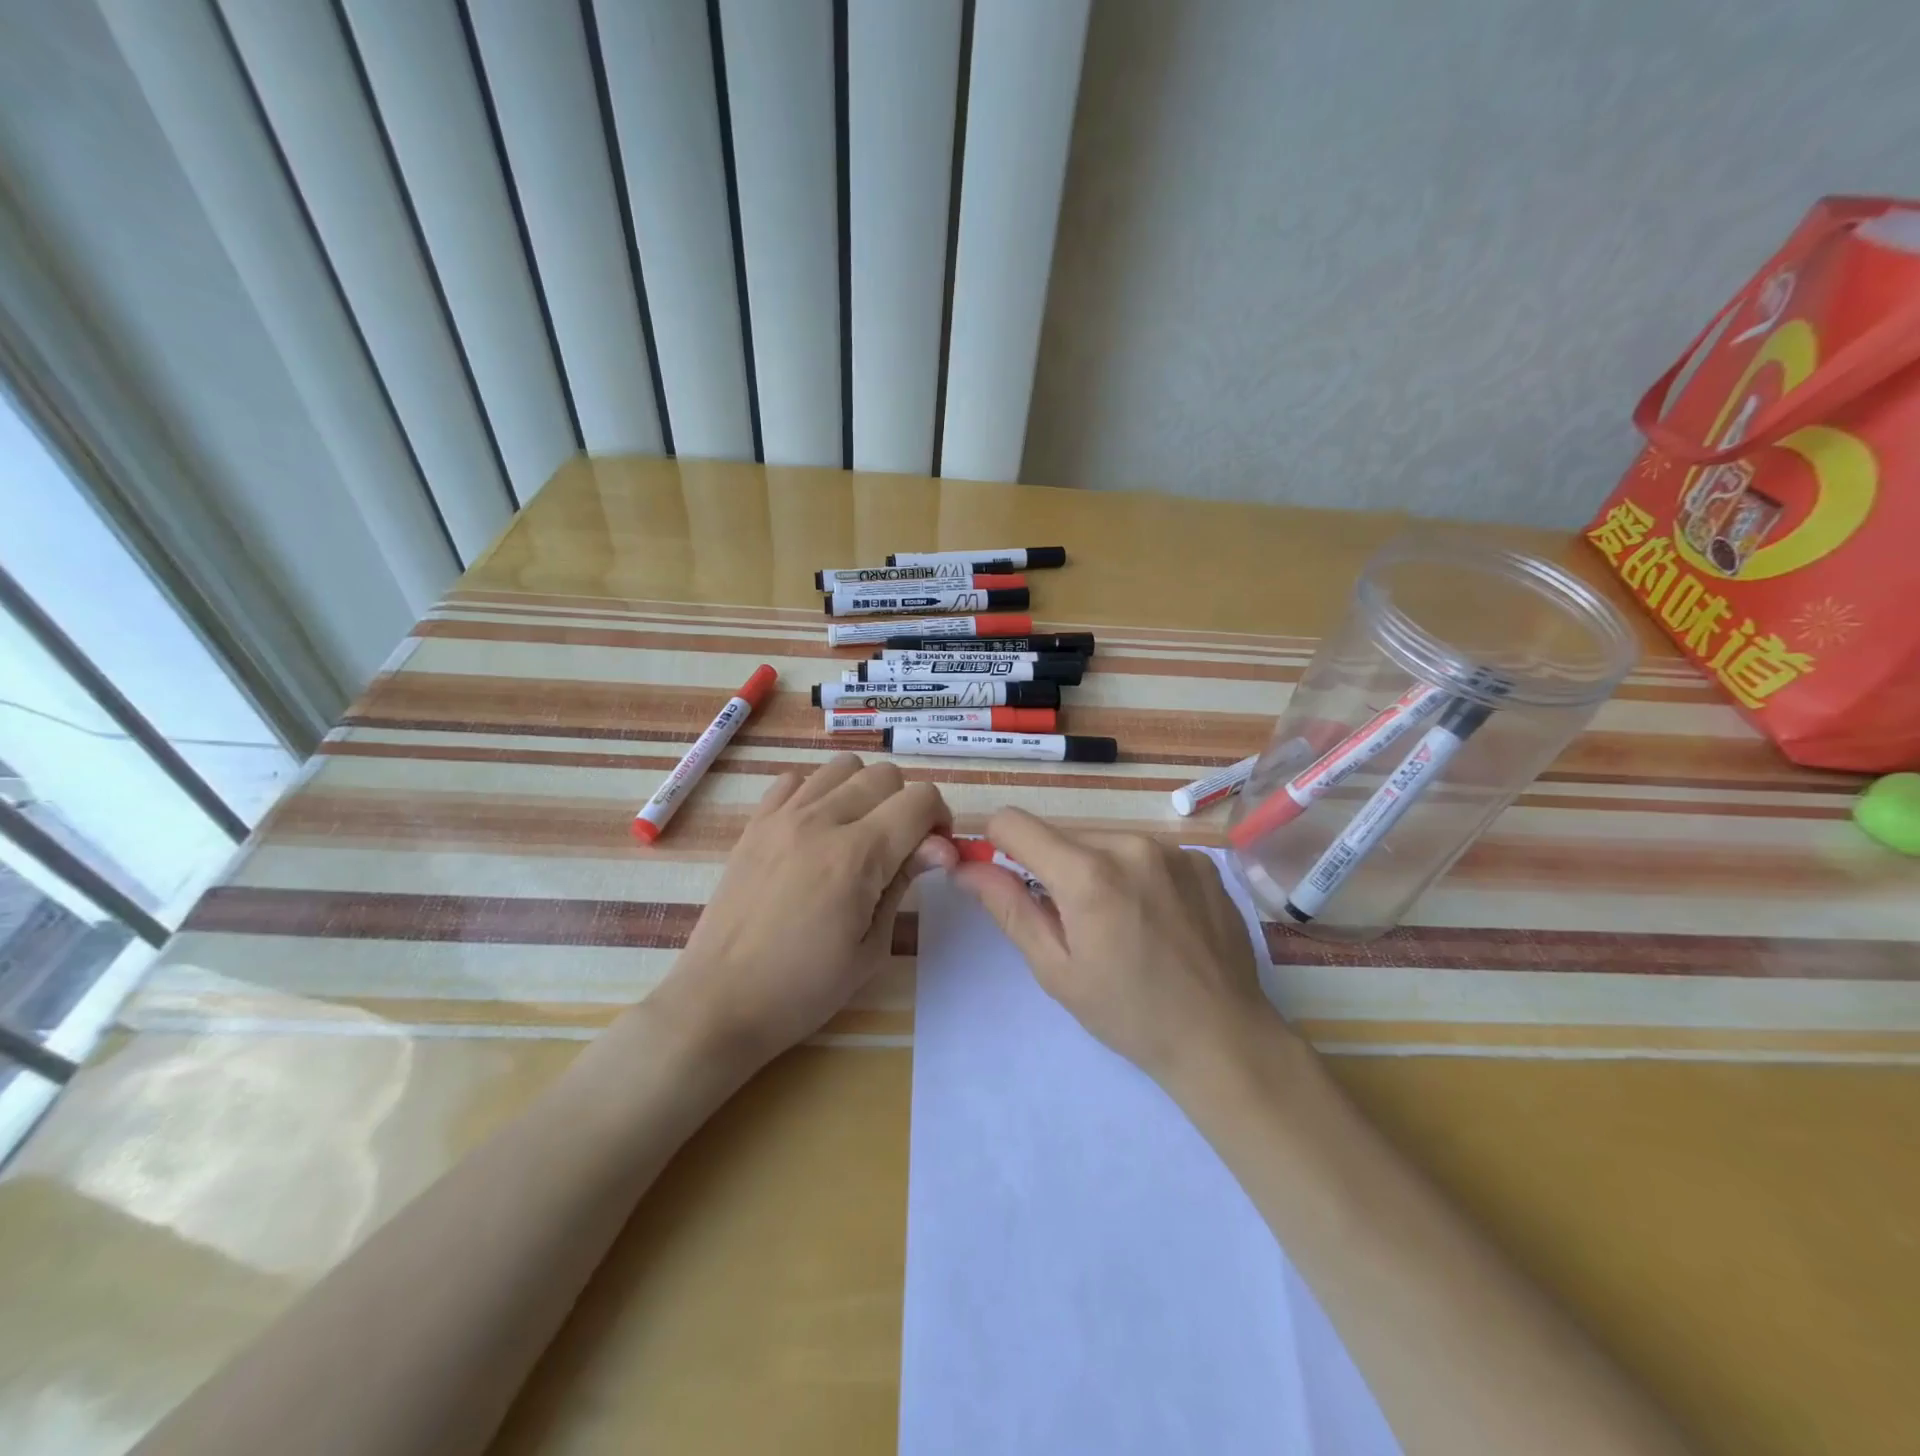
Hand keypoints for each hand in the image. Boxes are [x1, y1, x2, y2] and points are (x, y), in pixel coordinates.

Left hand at [661, 755, 955, 1067]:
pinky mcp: (754, 823)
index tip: (932, 853)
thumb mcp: (871, 947)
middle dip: (906, 804)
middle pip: (886, 775)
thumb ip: (904, 882)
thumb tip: (941, 846)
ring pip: (843, 767)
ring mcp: (782, 817)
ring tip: (858, 833)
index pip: (920, 799)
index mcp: (857, 855)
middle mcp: (821, 820)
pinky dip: (817, 794)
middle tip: (900, 847)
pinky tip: (816, 832)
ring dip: (864, 792)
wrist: (720, 1001)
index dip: (940, 820)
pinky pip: (796, 780)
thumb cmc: (804, 989)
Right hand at [951, 809, 1290, 1088]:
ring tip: (1121, 923)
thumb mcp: (1056, 969)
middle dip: (1054, 869)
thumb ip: (1008, 908)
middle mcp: (1130, 844)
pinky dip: (1137, 875)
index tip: (1007, 877)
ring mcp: (1172, 849)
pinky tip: (1158, 918)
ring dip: (1097, 870)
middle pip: (1062, 835)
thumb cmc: (1129, 1013)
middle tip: (1075, 923)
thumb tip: (966, 866)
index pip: (1014, 822)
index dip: (997, 844)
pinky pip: (1147, 852)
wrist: (1223, 1038)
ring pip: (1105, 842)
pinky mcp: (1201, 860)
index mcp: (1087, 874)